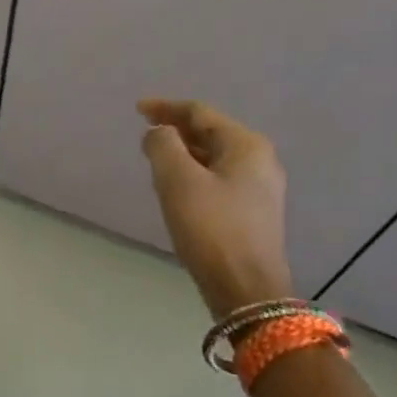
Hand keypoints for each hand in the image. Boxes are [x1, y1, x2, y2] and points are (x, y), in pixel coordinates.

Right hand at [138, 98, 293, 319]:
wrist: (245, 288)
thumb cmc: (211, 228)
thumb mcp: (178, 181)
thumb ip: (163, 146)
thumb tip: (158, 133)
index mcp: (246, 146)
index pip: (200, 113)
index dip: (166, 108)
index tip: (137, 109)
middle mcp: (259, 161)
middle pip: (210, 133)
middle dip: (176, 130)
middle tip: (144, 134)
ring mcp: (259, 189)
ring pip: (213, 158)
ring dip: (183, 153)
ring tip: (154, 158)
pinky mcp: (251, 213)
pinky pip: (217, 179)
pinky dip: (193, 174)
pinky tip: (175, 187)